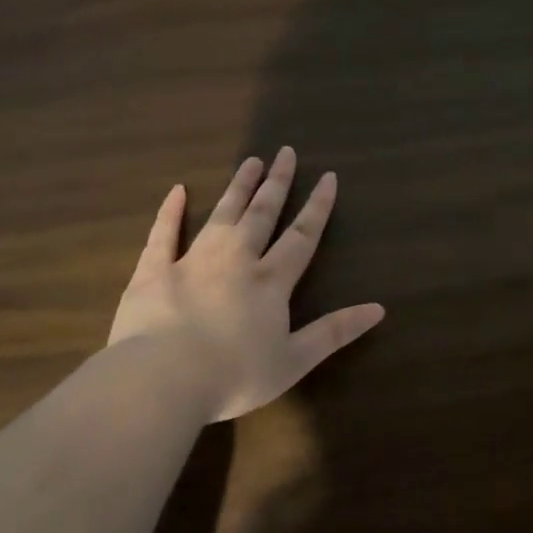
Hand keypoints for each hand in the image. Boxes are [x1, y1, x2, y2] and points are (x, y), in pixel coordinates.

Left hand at [109, 147, 385, 421]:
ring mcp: (192, 261)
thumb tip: (378, 309)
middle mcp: (236, 260)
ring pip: (221, 215)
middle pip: (262, 214)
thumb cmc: (234, 375)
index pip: (301, 236)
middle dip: (277, 184)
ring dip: (238, 187)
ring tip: (250, 161)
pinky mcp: (153, 271)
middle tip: (285, 152)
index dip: (317, 207)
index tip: (328, 177)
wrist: (163, 379)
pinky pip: (163, 233)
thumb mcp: (295, 360)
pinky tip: (178, 190)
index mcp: (271, 282)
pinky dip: (170, 211)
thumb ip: (334, 331)